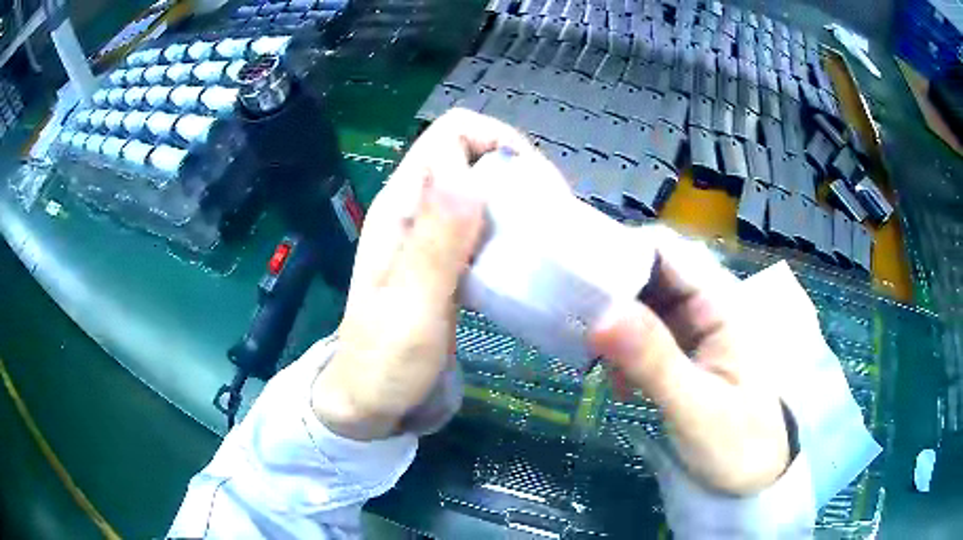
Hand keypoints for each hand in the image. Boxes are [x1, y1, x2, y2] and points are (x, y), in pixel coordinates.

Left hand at [311, 109, 531, 440]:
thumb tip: (464, 170)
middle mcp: (416, 208)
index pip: (453, 134)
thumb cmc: (384, 364)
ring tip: (548, 237)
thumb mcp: (411, 307)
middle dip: (519, 172)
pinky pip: (486, 224)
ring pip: (484, 188)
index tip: (537, 189)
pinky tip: (530, 257)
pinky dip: (513, 229)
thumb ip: (434, 241)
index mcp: (401, 206)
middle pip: (475, 154)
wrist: (369, 403)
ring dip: (520, 201)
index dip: (499, 144)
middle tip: (552, 219)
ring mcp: (432, 234)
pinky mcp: (448, 259)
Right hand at [589, 229, 789, 494]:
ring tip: (596, 363)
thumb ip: (654, 361)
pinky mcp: (678, 353)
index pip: (666, 253)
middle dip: (610, 294)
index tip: (578, 278)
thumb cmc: (738, 443)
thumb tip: (600, 315)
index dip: (621, 255)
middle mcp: (703, 306)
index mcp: (719, 304)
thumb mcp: (696, 407)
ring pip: (640, 305)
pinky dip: (620, 351)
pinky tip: (615, 381)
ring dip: (612, 327)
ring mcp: (690, 330)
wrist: (754, 476)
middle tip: (576, 326)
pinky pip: (640, 336)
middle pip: (648, 275)